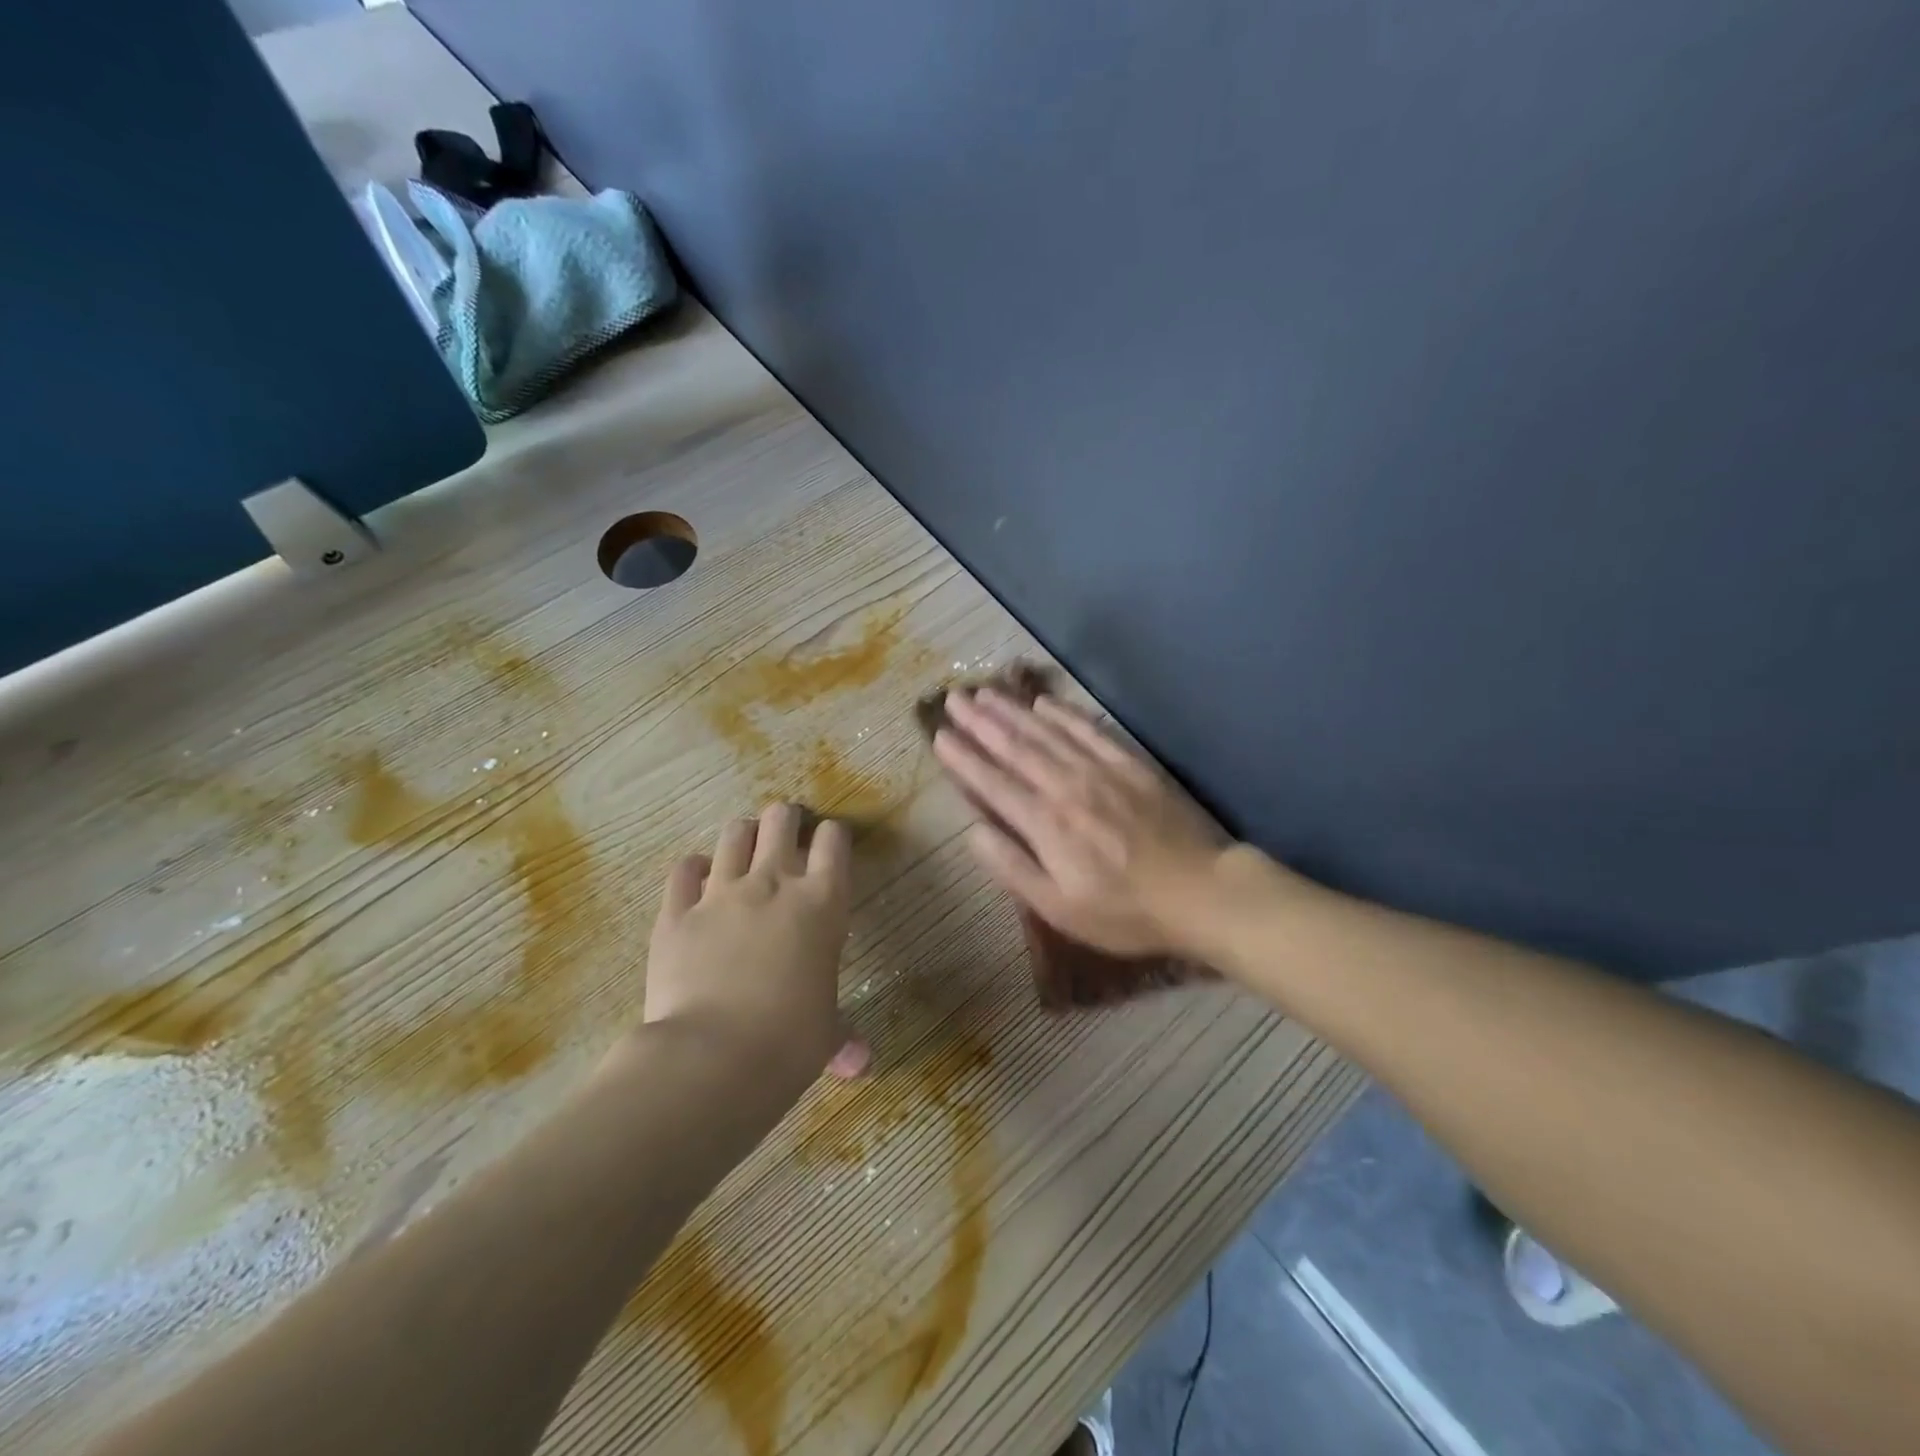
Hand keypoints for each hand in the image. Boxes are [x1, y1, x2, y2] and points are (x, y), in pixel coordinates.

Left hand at [640, 803, 869, 1090]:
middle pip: (780, 819)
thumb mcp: (825, 1035)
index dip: (832, 836)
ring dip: (742, 836)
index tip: (829, 844)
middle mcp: (773, 883)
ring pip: (733, 834)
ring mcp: (721, 893)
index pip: (833, 841)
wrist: (713, 1058)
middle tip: (785, 835)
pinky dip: (693, 869)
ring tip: (743, 850)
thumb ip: (842, 1037)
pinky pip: (683, 869)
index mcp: (822, 903)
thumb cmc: (790, 1043)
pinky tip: (697, 880)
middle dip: (785, 820)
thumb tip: (861, 1064)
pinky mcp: (676, 912)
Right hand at [932, 689, 1229, 956]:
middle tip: (954, 698)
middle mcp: (1066, 786)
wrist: (1200, 893)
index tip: (940, 735)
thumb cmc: (1124, 911)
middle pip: (1015, 746)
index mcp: (1045, 824)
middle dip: (980, 721)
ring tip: (986, 692)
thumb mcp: (1059, 907)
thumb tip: (973, 831)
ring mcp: (1100, 770)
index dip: (963, 758)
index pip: (993, 782)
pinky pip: (1089, 729)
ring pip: (1046, 732)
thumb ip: (1012, 867)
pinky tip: (1044, 702)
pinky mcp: (1130, 764)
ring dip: (1013, 710)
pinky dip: (1063, 713)